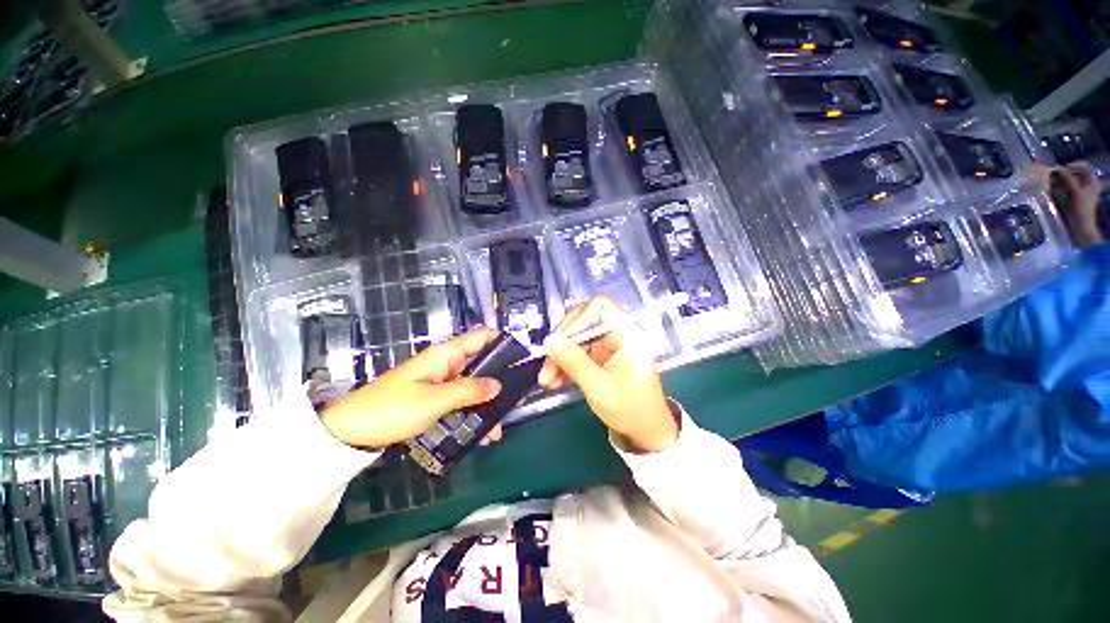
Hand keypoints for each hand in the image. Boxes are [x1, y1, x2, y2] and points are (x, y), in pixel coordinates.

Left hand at [320, 328, 503, 447]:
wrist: (351, 432)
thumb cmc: (392, 409)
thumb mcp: (434, 400)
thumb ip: (469, 390)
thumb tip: (498, 385)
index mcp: (445, 355)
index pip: (480, 337)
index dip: (501, 341)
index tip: (520, 357)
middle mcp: (446, 364)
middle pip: (481, 363)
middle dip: (499, 379)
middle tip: (516, 396)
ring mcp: (440, 382)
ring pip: (472, 385)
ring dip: (486, 402)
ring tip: (499, 426)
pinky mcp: (434, 397)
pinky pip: (460, 400)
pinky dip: (471, 412)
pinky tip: (481, 434)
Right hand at [537, 296, 678, 452]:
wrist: (645, 432)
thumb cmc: (631, 410)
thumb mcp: (599, 387)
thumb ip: (574, 362)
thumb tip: (549, 341)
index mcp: (628, 333)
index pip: (600, 307)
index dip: (578, 319)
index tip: (560, 341)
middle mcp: (618, 333)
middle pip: (583, 322)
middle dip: (563, 343)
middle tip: (547, 364)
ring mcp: (608, 345)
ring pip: (576, 338)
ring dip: (559, 356)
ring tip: (547, 379)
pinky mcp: (600, 356)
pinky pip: (577, 352)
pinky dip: (564, 364)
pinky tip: (554, 380)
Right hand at [1040, 162, 1103, 248]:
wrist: (1081, 226)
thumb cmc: (1081, 209)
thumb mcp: (1075, 191)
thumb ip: (1067, 178)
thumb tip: (1057, 168)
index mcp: (1092, 181)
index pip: (1084, 167)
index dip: (1073, 166)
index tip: (1062, 169)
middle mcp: (1087, 184)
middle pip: (1074, 174)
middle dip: (1063, 174)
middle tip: (1053, 175)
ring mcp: (1080, 191)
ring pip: (1068, 181)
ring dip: (1059, 181)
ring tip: (1050, 182)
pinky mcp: (1073, 197)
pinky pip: (1065, 188)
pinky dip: (1059, 187)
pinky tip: (1052, 189)